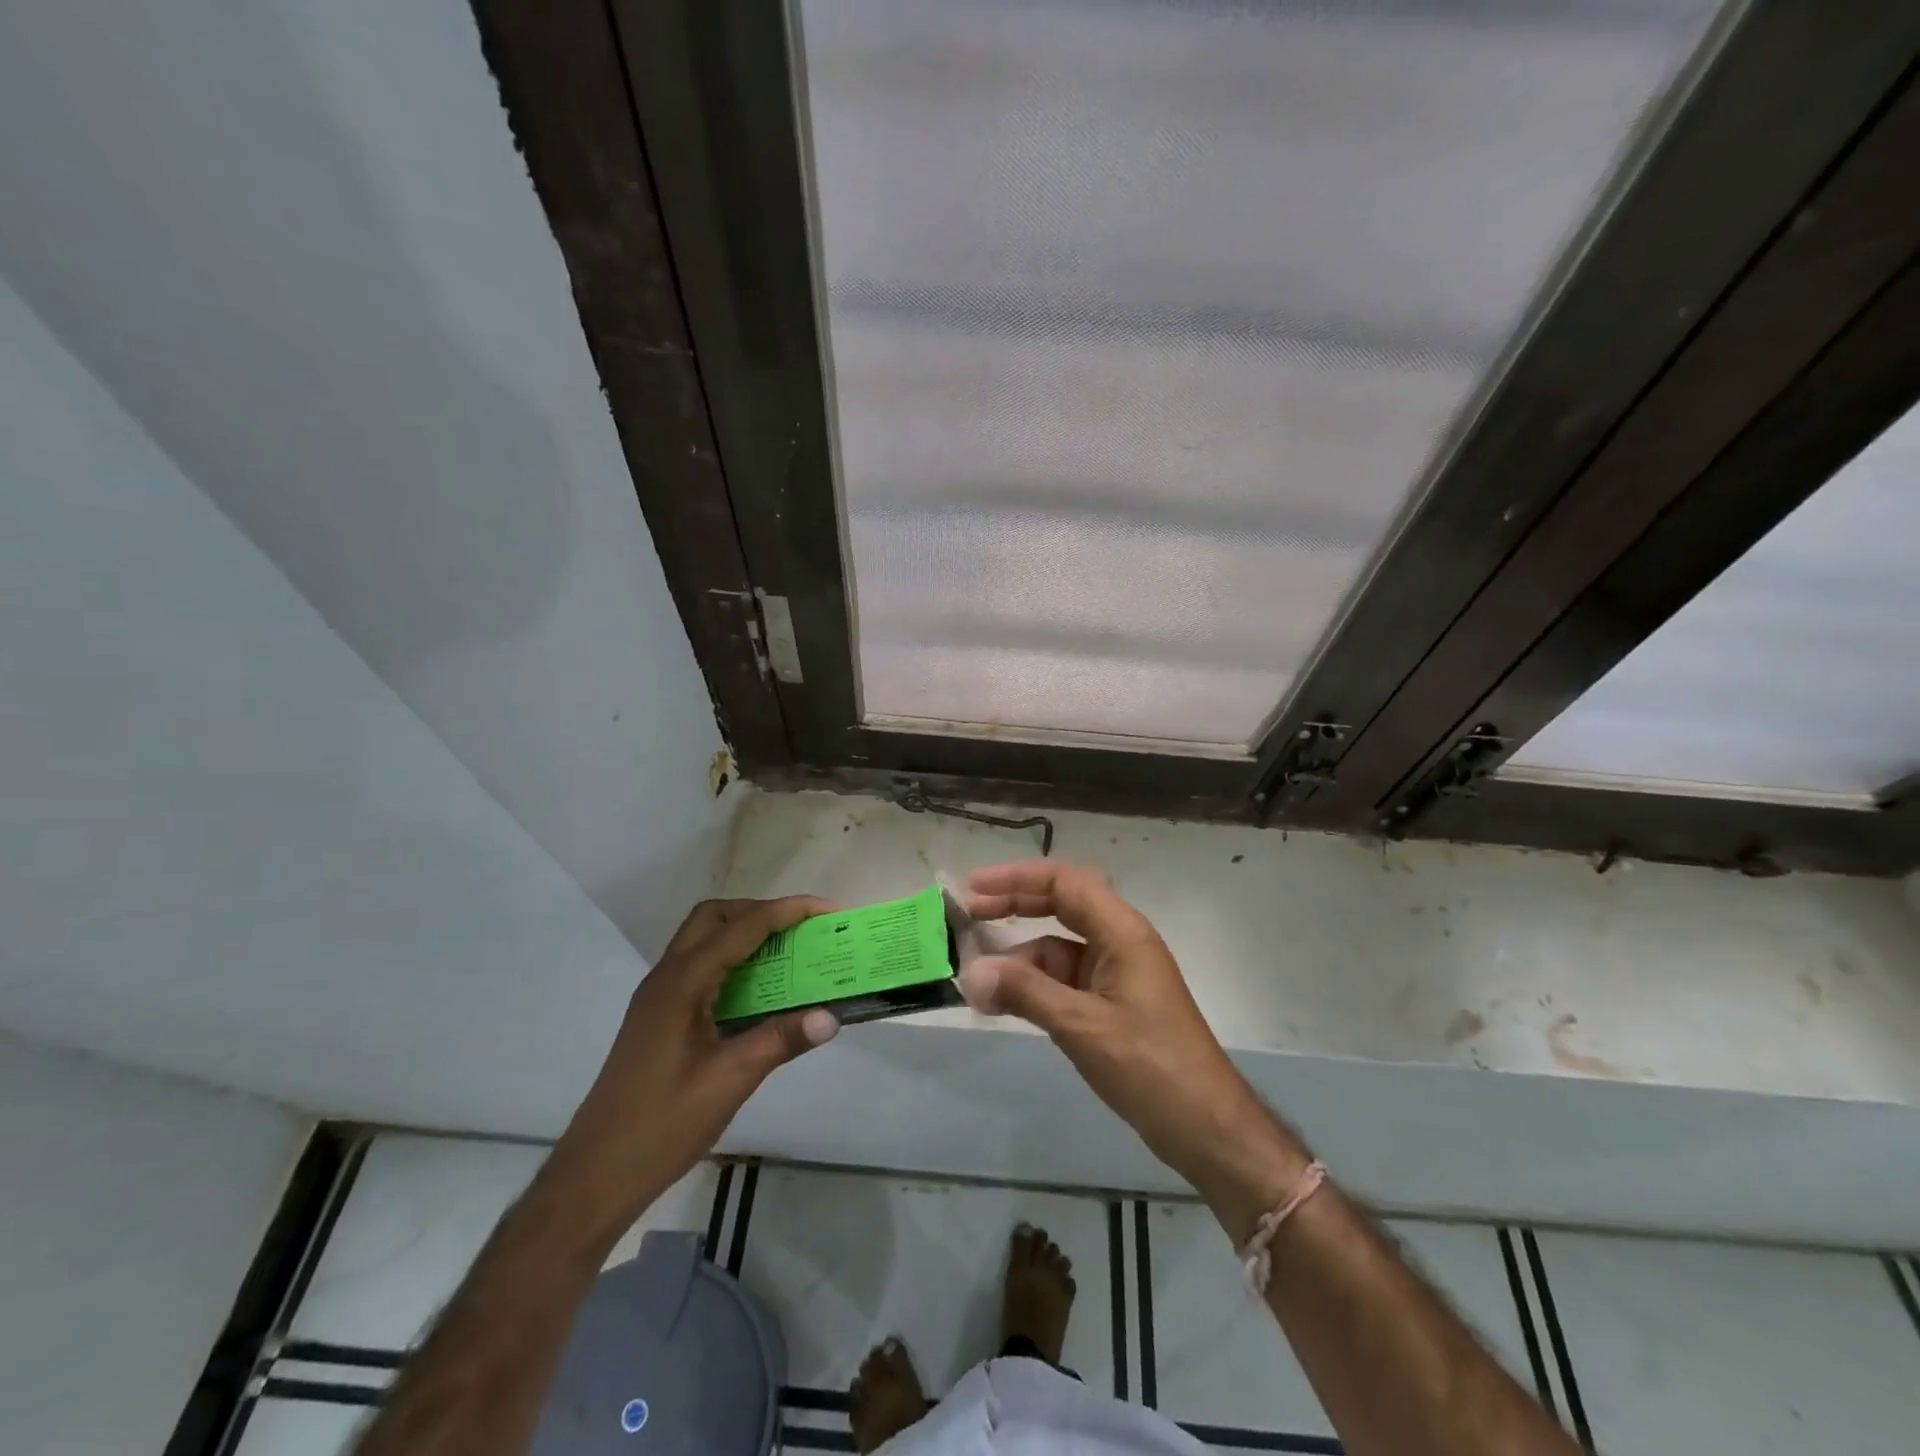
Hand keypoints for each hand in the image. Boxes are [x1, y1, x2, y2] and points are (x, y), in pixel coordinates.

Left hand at [546, 896, 840, 1236]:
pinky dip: (732, 962)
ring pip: (703, 940)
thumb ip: (780, 1040)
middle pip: (715, 917)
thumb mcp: (730, 1080)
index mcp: (682, 982)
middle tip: (801, 930)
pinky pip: (699, 967)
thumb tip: (830, 1017)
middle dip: (762, 912)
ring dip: (745, 934)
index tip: (827, 911)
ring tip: (787, 954)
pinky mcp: (658, 1017)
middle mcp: (667, 977)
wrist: (595, 1174)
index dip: (787, 911)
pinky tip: (757, 993)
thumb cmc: (662, 1124)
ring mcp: (658, 997)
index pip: (742, 927)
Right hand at [961, 861, 1307, 1216]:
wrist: (1206, 1128)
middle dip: (1014, 905)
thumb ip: (1025, 992)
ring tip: (975, 973)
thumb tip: (970, 971)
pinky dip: (1033, 985)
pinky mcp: (1110, 1005)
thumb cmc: (1150, 1066)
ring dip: (1018, 955)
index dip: (1017, 878)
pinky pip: (1063, 980)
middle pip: (1061, 905)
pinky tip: (1003, 1001)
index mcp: (1122, 932)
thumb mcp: (1082, 1025)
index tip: (973, 888)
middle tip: (967, 914)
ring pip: (1058, 946)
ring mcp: (1115, 974)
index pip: (1065, 882)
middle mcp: (1119, 942)